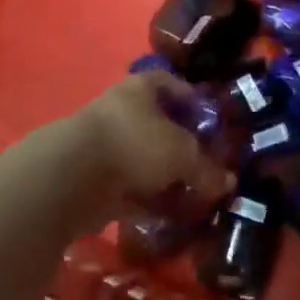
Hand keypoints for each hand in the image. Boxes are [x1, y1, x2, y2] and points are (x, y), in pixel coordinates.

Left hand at [38, 72, 233, 237]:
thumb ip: (206, 168)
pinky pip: (131, 188)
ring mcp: (105, 146)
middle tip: (207, 164)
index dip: (192, 100)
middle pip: (158, 124)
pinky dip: (149, 200)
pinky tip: (170, 215)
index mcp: (140, 89)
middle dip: (182, 146)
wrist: (71, 179)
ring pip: (145, 160)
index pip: (170, 83)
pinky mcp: (95, 181)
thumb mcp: (182, 154)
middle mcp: (121, 111)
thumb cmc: (133, 144)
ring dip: (166, 177)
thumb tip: (227, 183)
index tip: (211, 121)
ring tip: (193, 195)